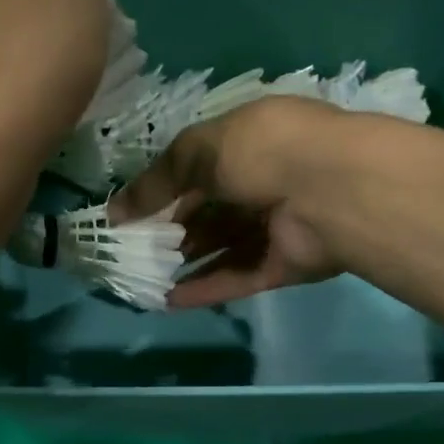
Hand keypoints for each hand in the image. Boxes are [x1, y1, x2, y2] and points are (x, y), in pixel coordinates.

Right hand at [112, 96, 349, 308]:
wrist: (330, 191)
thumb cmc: (263, 152)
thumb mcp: (200, 150)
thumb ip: (157, 181)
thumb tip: (114, 213)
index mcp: (251, 143)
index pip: (202, 167)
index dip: (167, 190)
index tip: (134, 214)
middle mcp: (265, 183)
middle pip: (212, 212)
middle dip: (175, 231)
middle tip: (137, 250)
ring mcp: (277, 228)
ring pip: (224, 248)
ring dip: (187, 263)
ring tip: (147, 278)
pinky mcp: (284, 266)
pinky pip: (238, 278)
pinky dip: (207, 289)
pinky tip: (170, 300)